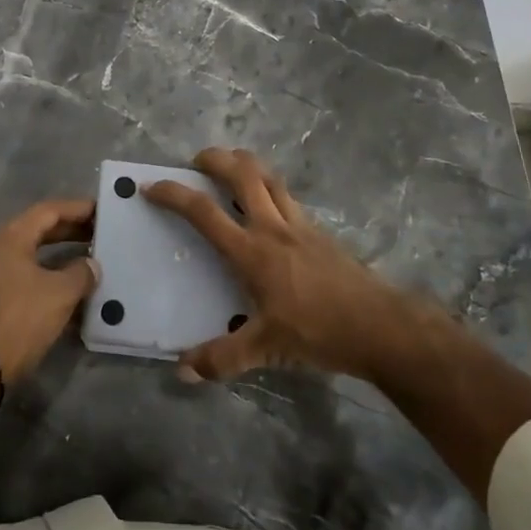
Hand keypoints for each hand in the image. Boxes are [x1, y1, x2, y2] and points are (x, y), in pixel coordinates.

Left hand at [0, 198, 97, 384]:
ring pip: (29, 255)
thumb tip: (91, 264)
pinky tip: (65, 291)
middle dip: (70, 232)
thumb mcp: (59, 295)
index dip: (77, 209)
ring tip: (87, 261)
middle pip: (37, 230)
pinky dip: (44, 276)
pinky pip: (21, 276)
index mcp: (10, 237)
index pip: (48, 211)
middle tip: (99, 235)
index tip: (102, 211)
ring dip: (58, 256)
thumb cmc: (18, 321)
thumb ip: (81, 273)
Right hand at [144, 148, 425, 383]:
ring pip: (270, 177)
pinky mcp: (320, 231)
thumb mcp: (266, 348)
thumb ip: (221, 358)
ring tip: (231, 167)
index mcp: (252, 251)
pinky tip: (269, 205)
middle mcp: (273, 227)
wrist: (380, 325)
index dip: (174, 194)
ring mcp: (300, 225)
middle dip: (215, 159)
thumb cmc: (318, 331)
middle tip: (196, 160)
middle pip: (242, 174)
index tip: (151, 186)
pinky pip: (289, 197)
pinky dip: (270, 188)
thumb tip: (182, 371)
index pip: (204, 212)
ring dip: (246, 165)